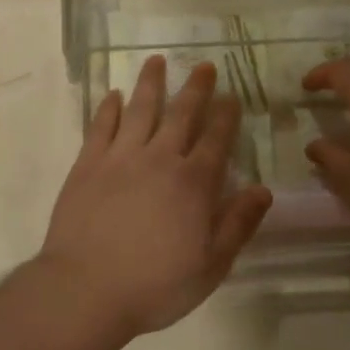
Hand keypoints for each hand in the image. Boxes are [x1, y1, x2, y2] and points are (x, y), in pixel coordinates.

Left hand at [38, 56, 272, 334]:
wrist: (86, 290)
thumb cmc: (155, 285)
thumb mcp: (211, 265)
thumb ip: (238, 224)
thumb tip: (263, 189)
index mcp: (193, 183)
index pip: (215, 139)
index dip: (225, 115)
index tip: (231, 95)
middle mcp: (160, 159)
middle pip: (181, 114)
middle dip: (195, 88)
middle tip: (203, 65)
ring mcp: (120, 158)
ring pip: (140, 109)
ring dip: (150, 83)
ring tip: (155, 60)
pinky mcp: (88, 164)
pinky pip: (101, 126)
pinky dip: (109, 108)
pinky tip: (113, 95)